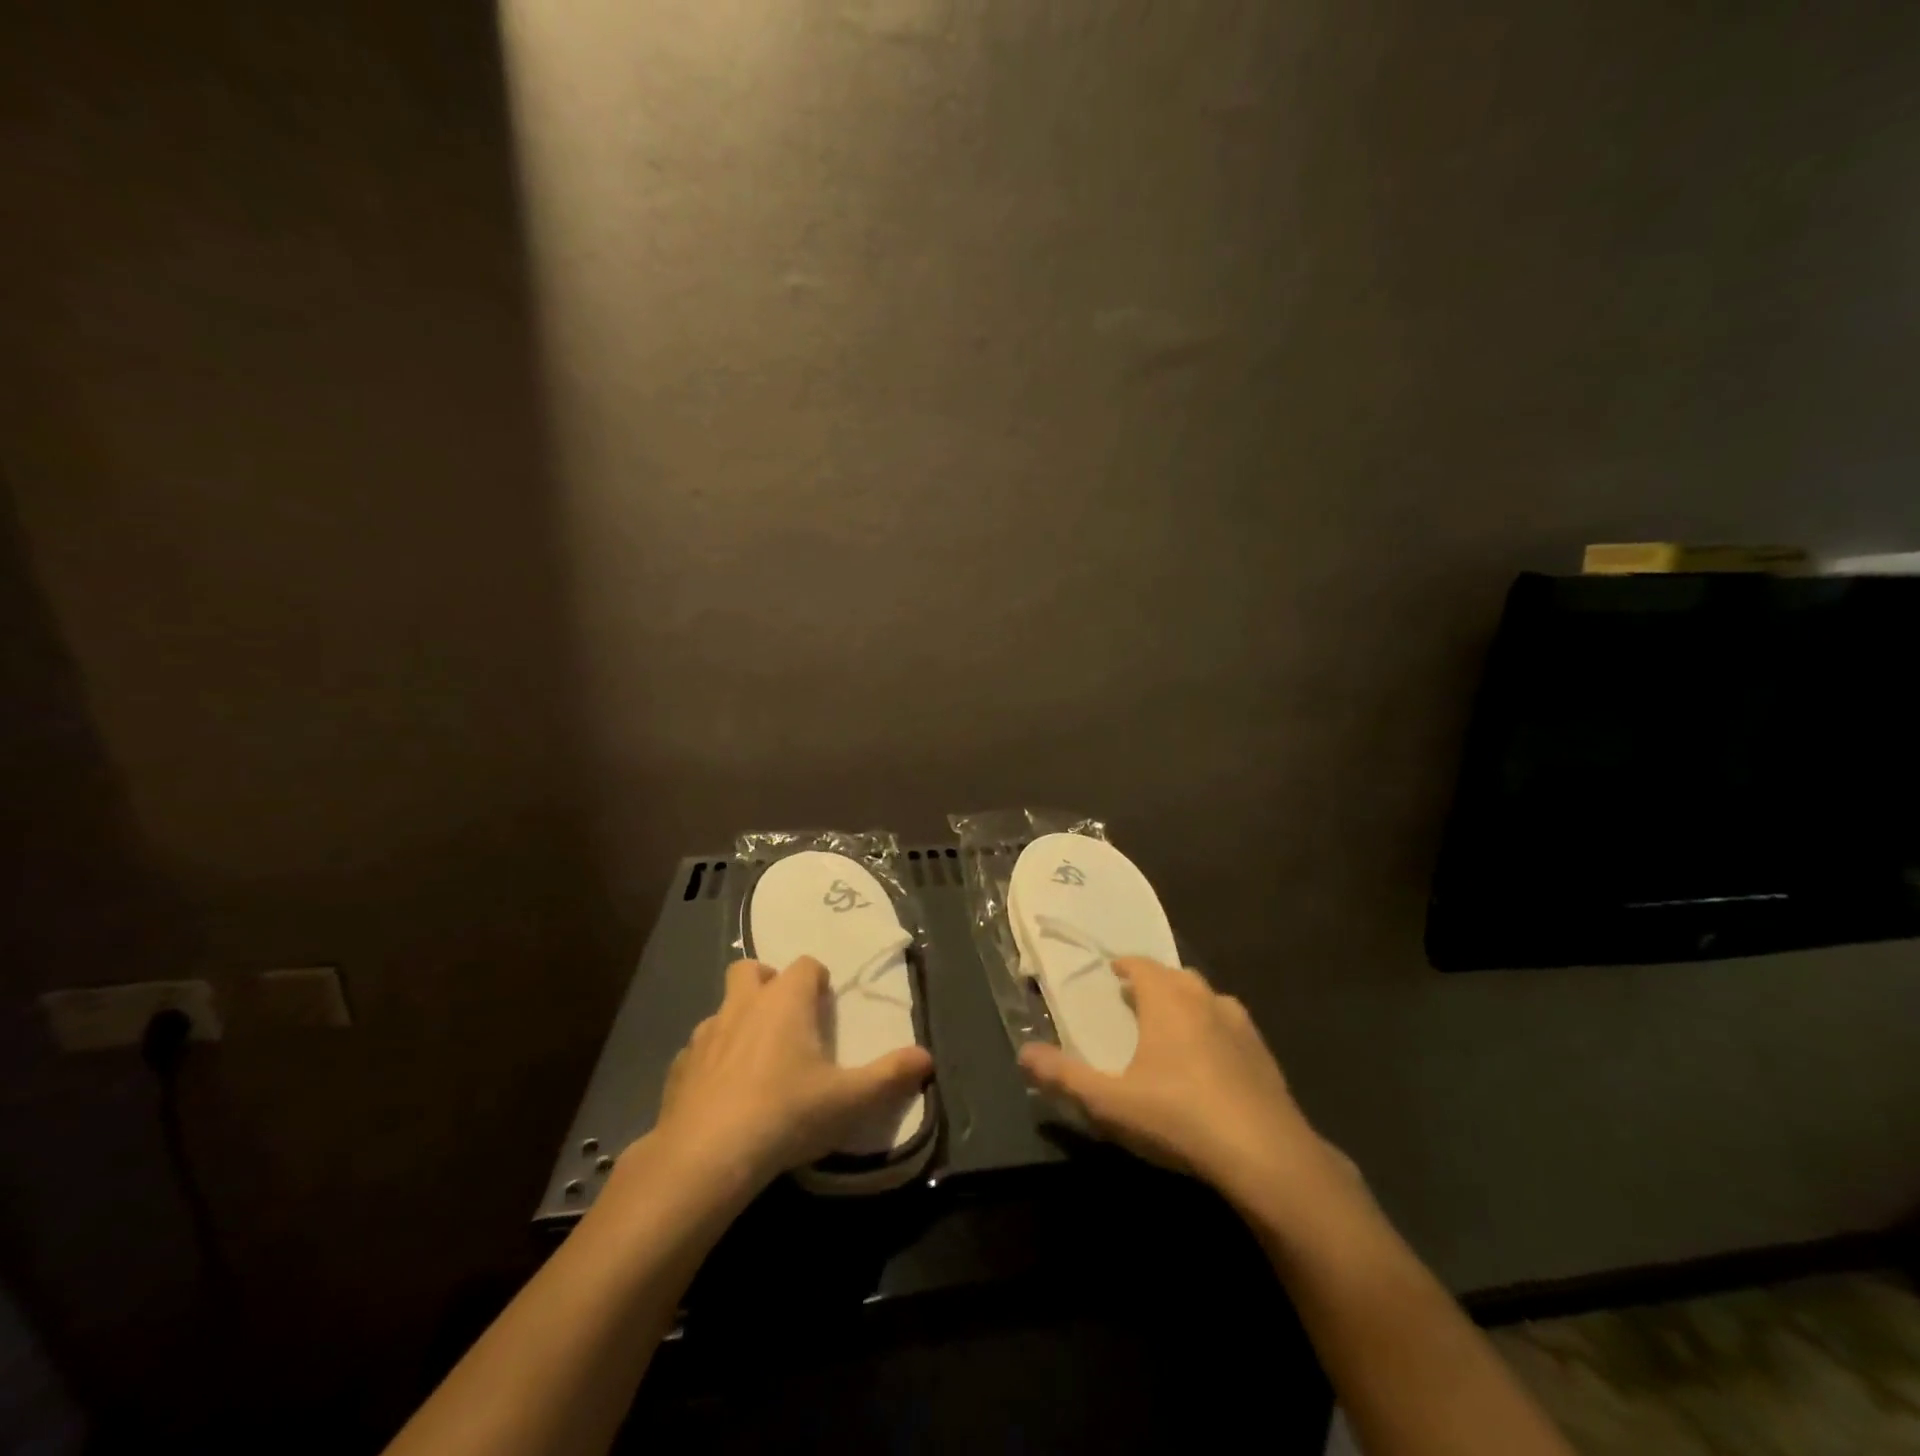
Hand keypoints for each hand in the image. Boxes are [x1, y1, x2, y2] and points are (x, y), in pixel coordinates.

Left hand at [649, 956, 933, 1195]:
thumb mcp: (849, 1100)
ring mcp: (705, 1034)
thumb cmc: (785, 1115)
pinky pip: (699, 1050)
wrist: (705, 1158)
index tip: (825, 1009)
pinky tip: (724, 1095)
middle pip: (751, 970)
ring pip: (723, 1009)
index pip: (805, 965)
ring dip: (739, 1022)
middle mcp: (743, 1005)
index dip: (817, 982)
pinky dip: (713, 1060)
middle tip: (786, 1022)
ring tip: (757, 1062)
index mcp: (785, 1001)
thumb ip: (890, 1076)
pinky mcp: (678, 1068)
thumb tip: (927, 1058)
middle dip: (768, 984)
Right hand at [1018, 958, 1336, 1211]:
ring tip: (1172, 1028)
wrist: (1267, 1157)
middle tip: (1135, 1001)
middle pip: (1176, 977)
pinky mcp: (1265, 1055)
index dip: (1124, 965)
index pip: (1141, 965)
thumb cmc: (1178, 1118)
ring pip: (1208, 999)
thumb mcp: (1110, 1103)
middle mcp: (1205, 1000)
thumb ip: (1064, 1077)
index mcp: (1167, 1000)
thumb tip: (1023, 1053)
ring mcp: (1241, 1026)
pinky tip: (1211, 1064)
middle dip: (1154, 983)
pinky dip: (1216, 1032)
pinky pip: (1232, 1028)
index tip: (1112, 974)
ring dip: (1188, 1004)